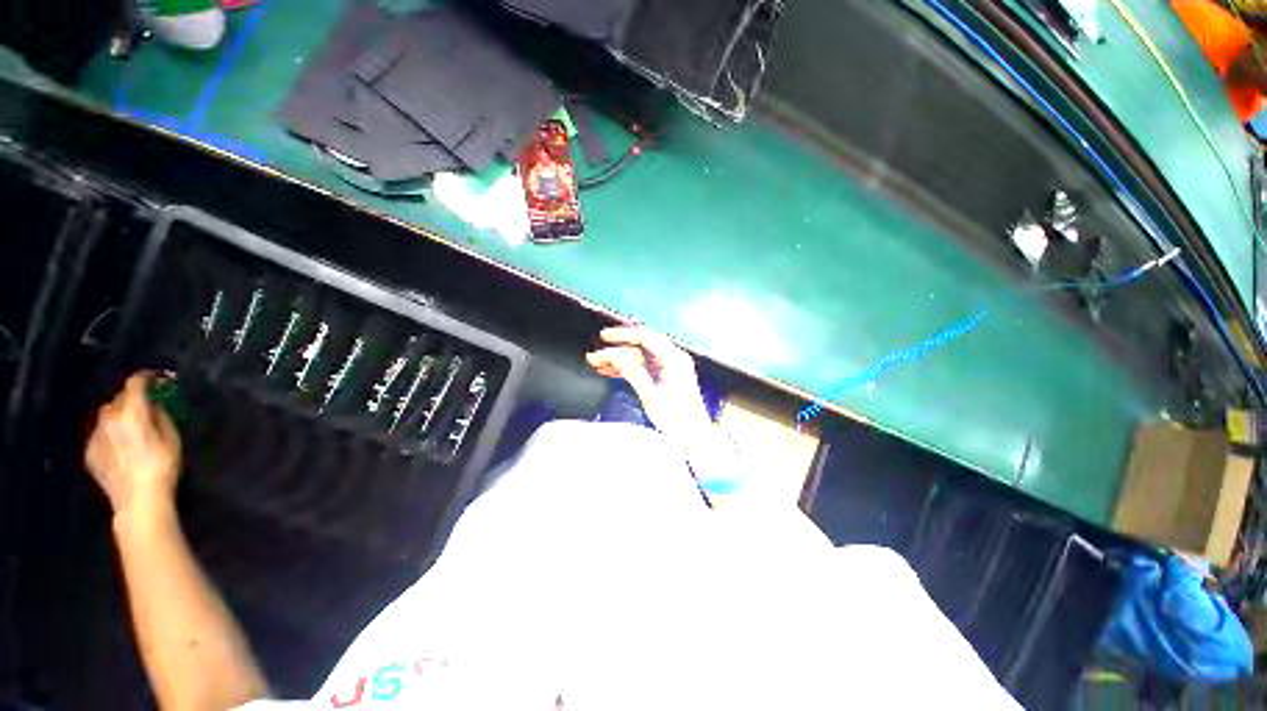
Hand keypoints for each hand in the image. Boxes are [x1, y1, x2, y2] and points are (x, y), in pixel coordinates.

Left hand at [85, 373, 181, 517]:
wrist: (138, 500)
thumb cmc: (162, 466)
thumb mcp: (172, 439)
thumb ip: (160, 418)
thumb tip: (154, 406)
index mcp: (131, 413)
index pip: (134, 384)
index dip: (145, 378)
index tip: (154, 378)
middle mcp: (108, 419)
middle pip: (118, 400)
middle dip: (131, 400)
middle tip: (145, 408)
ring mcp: (96, 436)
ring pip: (106, 416)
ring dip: (118, 416)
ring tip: (131, 428)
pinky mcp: (90, 452)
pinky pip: (100, 435)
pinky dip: (110, 434)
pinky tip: (120, 447)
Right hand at [586, 326, 711, 440]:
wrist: (694, 438)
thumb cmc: (677, 420)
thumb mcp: (651, 395)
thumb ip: (632, 372)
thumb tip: (613, 355)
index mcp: (674, 359)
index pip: (645, 337)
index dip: (623, 335)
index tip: (604, 337)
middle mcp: (674, 359)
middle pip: (642, 345)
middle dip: (619, 347)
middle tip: (599, 351)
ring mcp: (671, 368)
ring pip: (641, 356)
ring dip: (620, 359)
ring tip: (599, 364)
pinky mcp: (667, 378)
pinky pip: (645, 367)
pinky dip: (629, 368)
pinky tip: (611, 372)